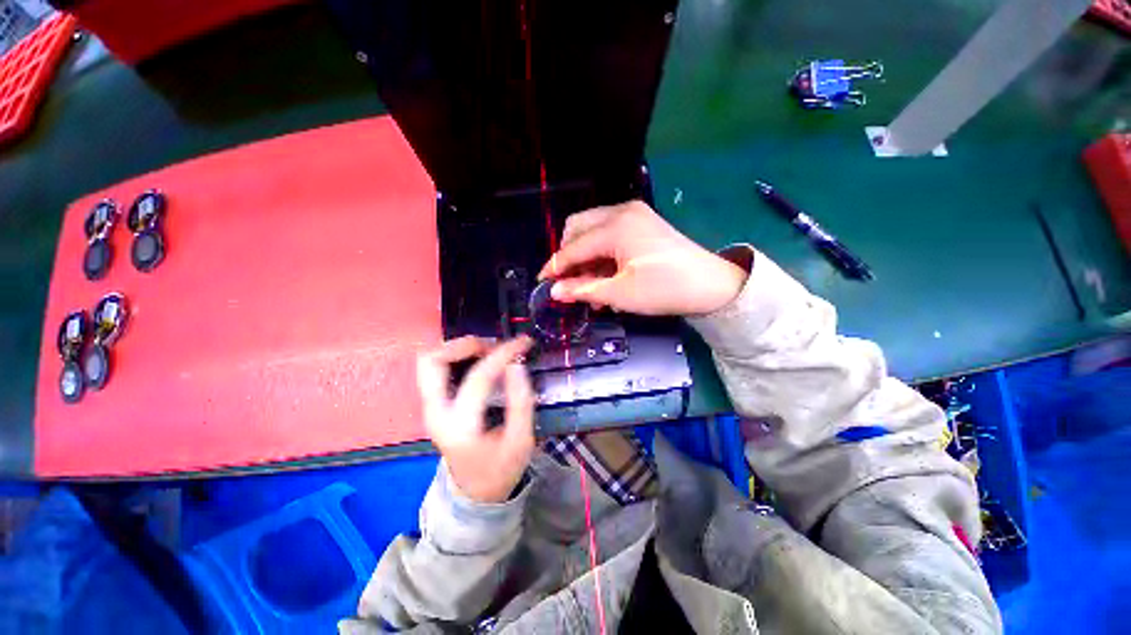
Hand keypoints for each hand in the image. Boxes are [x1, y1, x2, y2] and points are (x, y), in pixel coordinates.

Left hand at [416, 336, 535, 503]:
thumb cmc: (501, 469)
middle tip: (493, 346)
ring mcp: (430, 408)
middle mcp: (435, 413)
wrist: (475, 492)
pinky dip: (456, 356)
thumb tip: (516, 365)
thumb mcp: (521, 440)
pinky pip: (437, 369)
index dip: (503, 354)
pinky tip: (479, 360)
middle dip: (464, 345)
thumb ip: (521, 402)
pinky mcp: (434, 405)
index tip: (523, 342)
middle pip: (432, 362)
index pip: (479, 378)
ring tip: (488, 350)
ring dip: (458, 348)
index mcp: (460, 427)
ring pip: (430, 362)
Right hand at [538, 201, 746, 315]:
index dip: (554, 266)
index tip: (541, 282)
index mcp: (615, 227)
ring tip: (590, 287)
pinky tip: (605, 277)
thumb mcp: (619, 294)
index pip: (573, 247)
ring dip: (585, 256)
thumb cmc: (664, 290)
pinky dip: (601, 253)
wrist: (712, 285)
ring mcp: (634, 214)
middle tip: (569, 281)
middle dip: (568, 255)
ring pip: (593, 230)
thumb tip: (554, 292)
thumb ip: (583, 290)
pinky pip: (609, 233)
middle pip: (578, 227)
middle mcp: (621, 211)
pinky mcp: (642, 222)